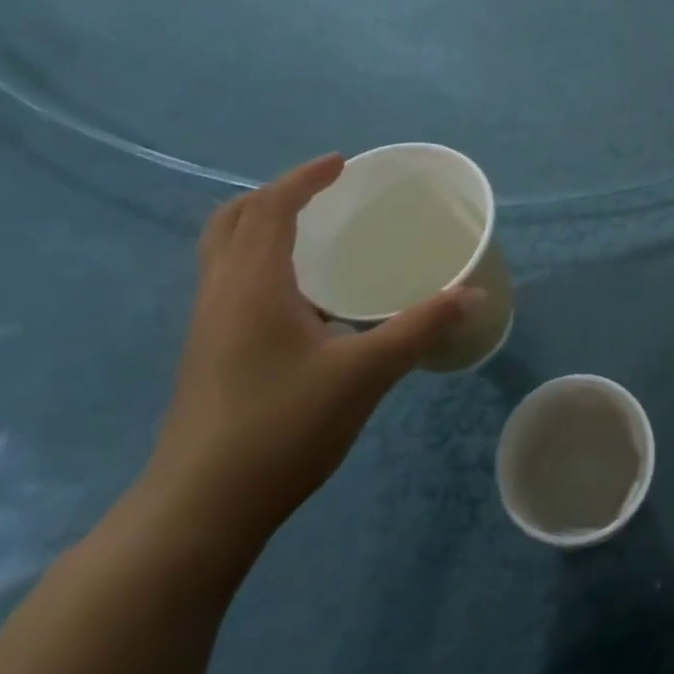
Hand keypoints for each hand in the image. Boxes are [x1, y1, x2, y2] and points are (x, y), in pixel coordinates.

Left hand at [144, 155, 477, 543]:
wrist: (200, 509)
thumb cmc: (281, 427)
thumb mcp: (365, 373)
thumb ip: (421, 327)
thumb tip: (474, 294)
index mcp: (252, 285)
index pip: (271, 208)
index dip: (305, 178)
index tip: (343, 164)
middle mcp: (221, 294)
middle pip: (233, 221)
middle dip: (276, 195)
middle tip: (325, 192)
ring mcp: (208, 327)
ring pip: (225, 253)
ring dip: (263, 227)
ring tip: (315, 233)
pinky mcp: (209, 355)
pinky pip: (231, 282)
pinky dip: (261, 262)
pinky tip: (304, 297)